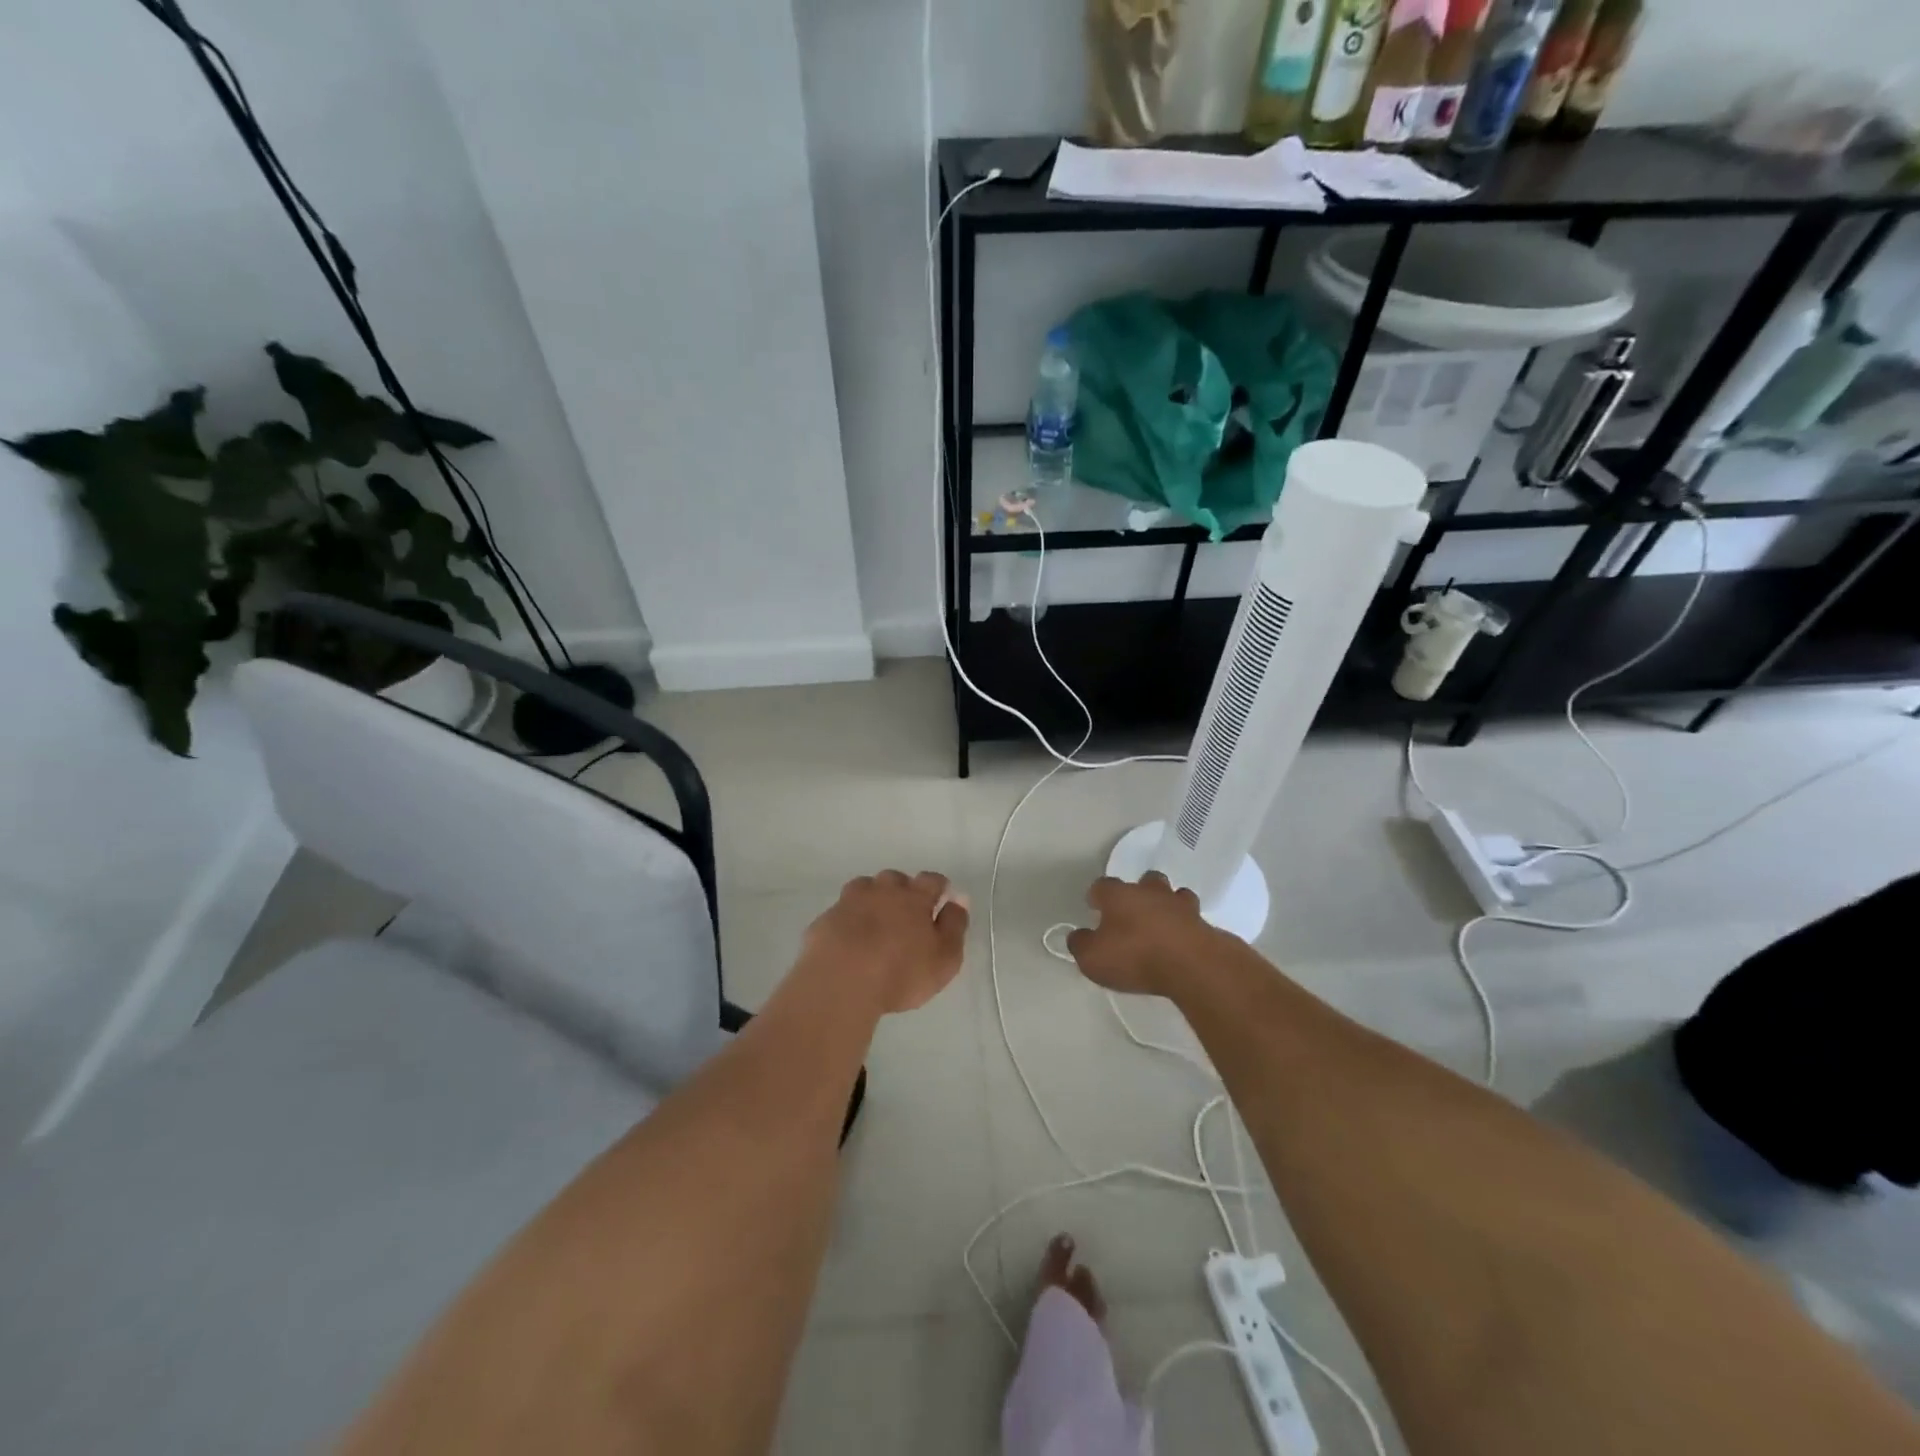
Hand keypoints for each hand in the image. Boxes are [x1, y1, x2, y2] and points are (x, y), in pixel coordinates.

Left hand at [802, 871, 969, 1014]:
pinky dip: (848, 919)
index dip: (938, 886)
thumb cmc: (901, 972)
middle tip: (906, 913)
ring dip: (873, 898)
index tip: (941, 896)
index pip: (931, 880)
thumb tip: (959, 899)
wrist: (840, 982)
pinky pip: (842, 911)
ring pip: (865, 888)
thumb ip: (955, 926)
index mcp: (914, 897)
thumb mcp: (944, 957)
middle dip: (903, 890)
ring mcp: (850, 902)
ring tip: (876, 921)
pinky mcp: (825, 919)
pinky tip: (850, 938)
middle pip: (895, 879)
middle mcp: (882, 890)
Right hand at [1066, 872, 1216, 996]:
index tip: (1094, 908)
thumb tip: (1078, 936)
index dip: (1096, 896)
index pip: (1102, 886)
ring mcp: (1180, 905)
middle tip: (1132, 914)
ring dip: (1166, 905)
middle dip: (1138, 893)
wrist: (1192, 965)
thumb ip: (1080, 944)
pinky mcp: (1203, 923)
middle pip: (1143, 881)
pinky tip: (1181, 940)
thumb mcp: (1092, 958)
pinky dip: (1185, 925)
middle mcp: (1149, 892)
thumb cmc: (1135, 956)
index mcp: (1119, 895)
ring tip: (1161, 924)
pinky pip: (1191, 918)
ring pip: (1172, 894)